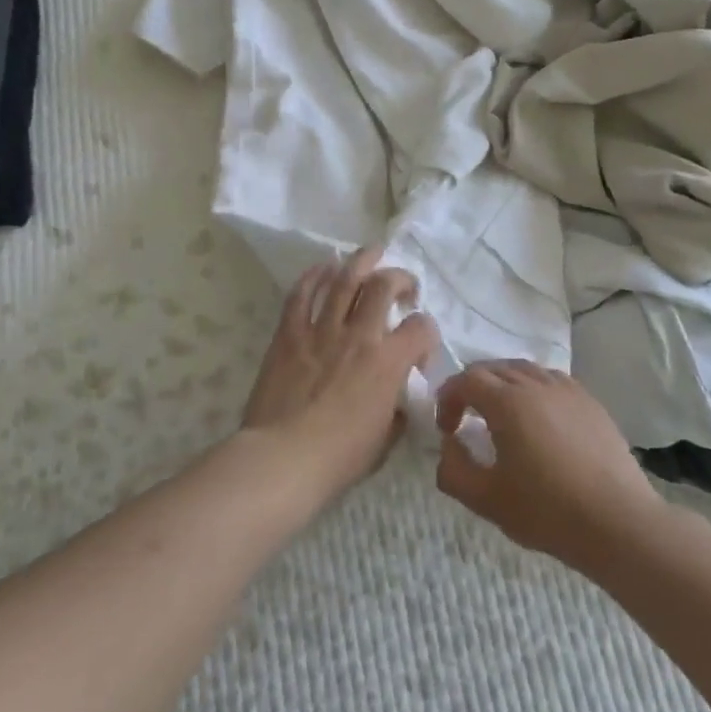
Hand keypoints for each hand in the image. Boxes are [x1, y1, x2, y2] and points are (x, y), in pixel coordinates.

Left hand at [241, 248, 437, 500]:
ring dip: (361, 261)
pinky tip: (323, 268)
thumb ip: (395, 414)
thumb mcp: (384, 441)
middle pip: (383, 285)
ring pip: (345, 279)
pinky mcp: (289, 334)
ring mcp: (321, 330)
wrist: (283, 459)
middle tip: (402, 286)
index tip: (420, 347)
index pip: (421, 328)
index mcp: (388, 362)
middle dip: (399, 278)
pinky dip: (314, 276)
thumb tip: (395, 404)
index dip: (427, 332)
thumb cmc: (339, 458)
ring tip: (372, 252)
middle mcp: (359, 336)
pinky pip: (301, 294)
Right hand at [434, 361, 666, 571]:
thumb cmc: (546, 510)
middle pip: (494, 368)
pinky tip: (539, 420)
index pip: (466, 379)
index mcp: (507, 401)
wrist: (616, 521)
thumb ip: (453, 470)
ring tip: (501, 417)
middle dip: (472, 388)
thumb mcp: (486, 499)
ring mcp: (567, 389)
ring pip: (524, 370)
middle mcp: (536, 384)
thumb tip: (449, 445)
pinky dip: (533, 390)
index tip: (448, 429)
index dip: (448, 398)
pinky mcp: (590, 402)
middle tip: (467, 420)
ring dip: (503, 385)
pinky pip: (551, 381)